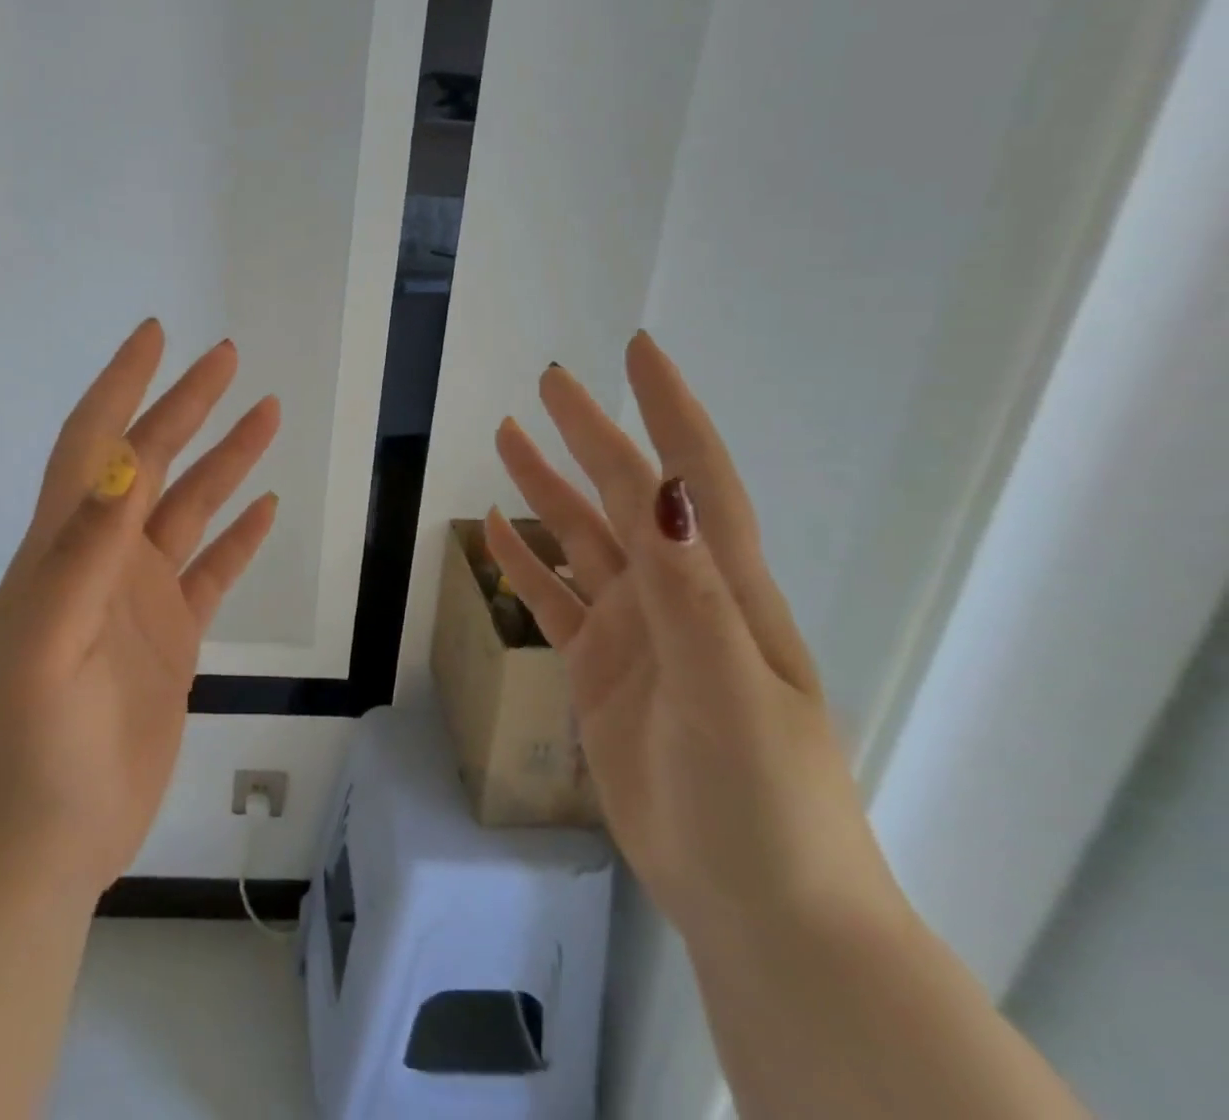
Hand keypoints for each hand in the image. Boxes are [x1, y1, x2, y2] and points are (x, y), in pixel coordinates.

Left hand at [0, 320, 280, 901]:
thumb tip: (124, 462)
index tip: (155, 334)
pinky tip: (265, 509)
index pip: (94, 443)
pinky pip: (212, 573)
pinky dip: (238, 538)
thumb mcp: (45, 645)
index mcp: (63, 548)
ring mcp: (137, 600)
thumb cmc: (26, 750)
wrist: (31, 851)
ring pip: (190, 510)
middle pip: (151, 462)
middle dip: (187, 405)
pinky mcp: (169, 642)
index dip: (122, 384)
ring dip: (225, 461)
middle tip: (229, 358)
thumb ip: (84, 554)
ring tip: (267, 414)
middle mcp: (102, 560)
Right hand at [485, 332, 901, 947]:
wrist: (756, 906)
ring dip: (546, 487)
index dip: (667, 410)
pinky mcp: (599, 668)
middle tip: (547, 383)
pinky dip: (523, 561)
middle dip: (589, 434)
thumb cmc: (763, 800)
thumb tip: (661, 491)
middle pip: (623, 495)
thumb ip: (691, 592)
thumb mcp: (730, 693)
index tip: (637, 350)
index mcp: (721, 587)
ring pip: (580, 539)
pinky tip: (494, 529)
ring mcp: (634, 631)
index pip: (692, 477)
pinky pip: (552, 598)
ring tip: (505, 438)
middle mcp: (675, 594)